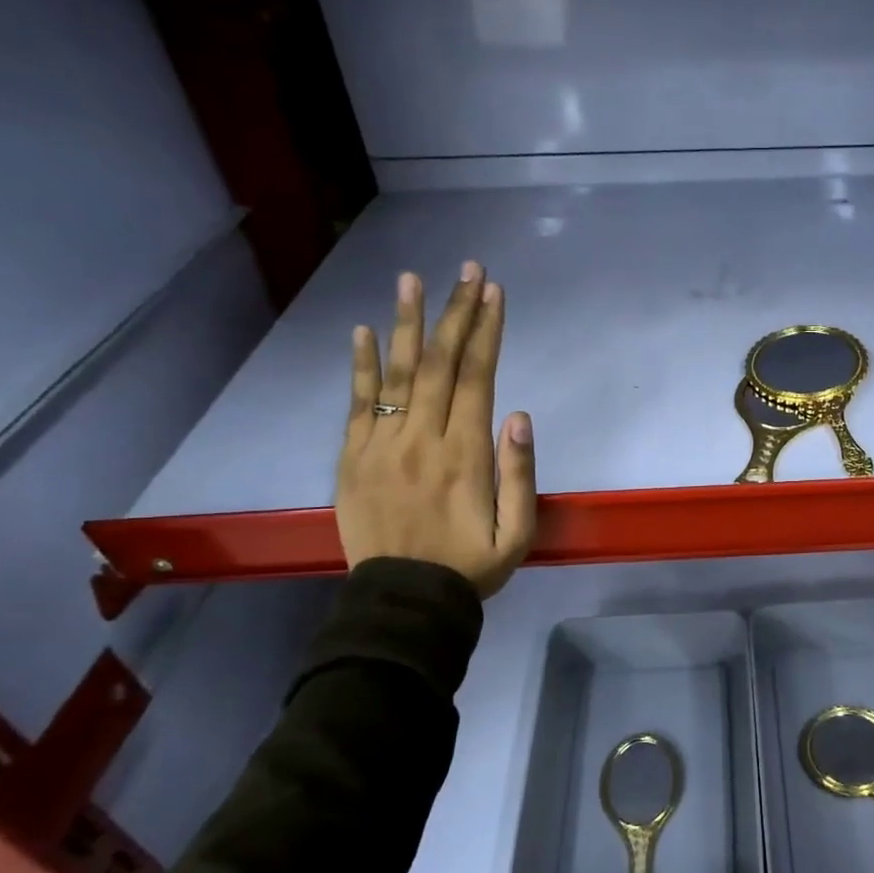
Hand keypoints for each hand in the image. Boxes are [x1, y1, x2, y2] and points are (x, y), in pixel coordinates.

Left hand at [336, 263, 535, 596]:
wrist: (404, 602)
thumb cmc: (471, 567)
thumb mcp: (518, 533)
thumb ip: (520, 474)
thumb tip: (519, 414)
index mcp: (465, 454)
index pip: (476, 378)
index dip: (487, 332)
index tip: (494, 292)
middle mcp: (422, 439)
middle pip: (439, 365)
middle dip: (456, 313)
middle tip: (466, 270)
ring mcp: (381, 447)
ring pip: (396, 374)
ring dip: (406, 324)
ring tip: (410, 280)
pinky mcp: (352, 460)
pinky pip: (356, 405)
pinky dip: (359, 367)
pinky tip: (362, 332)